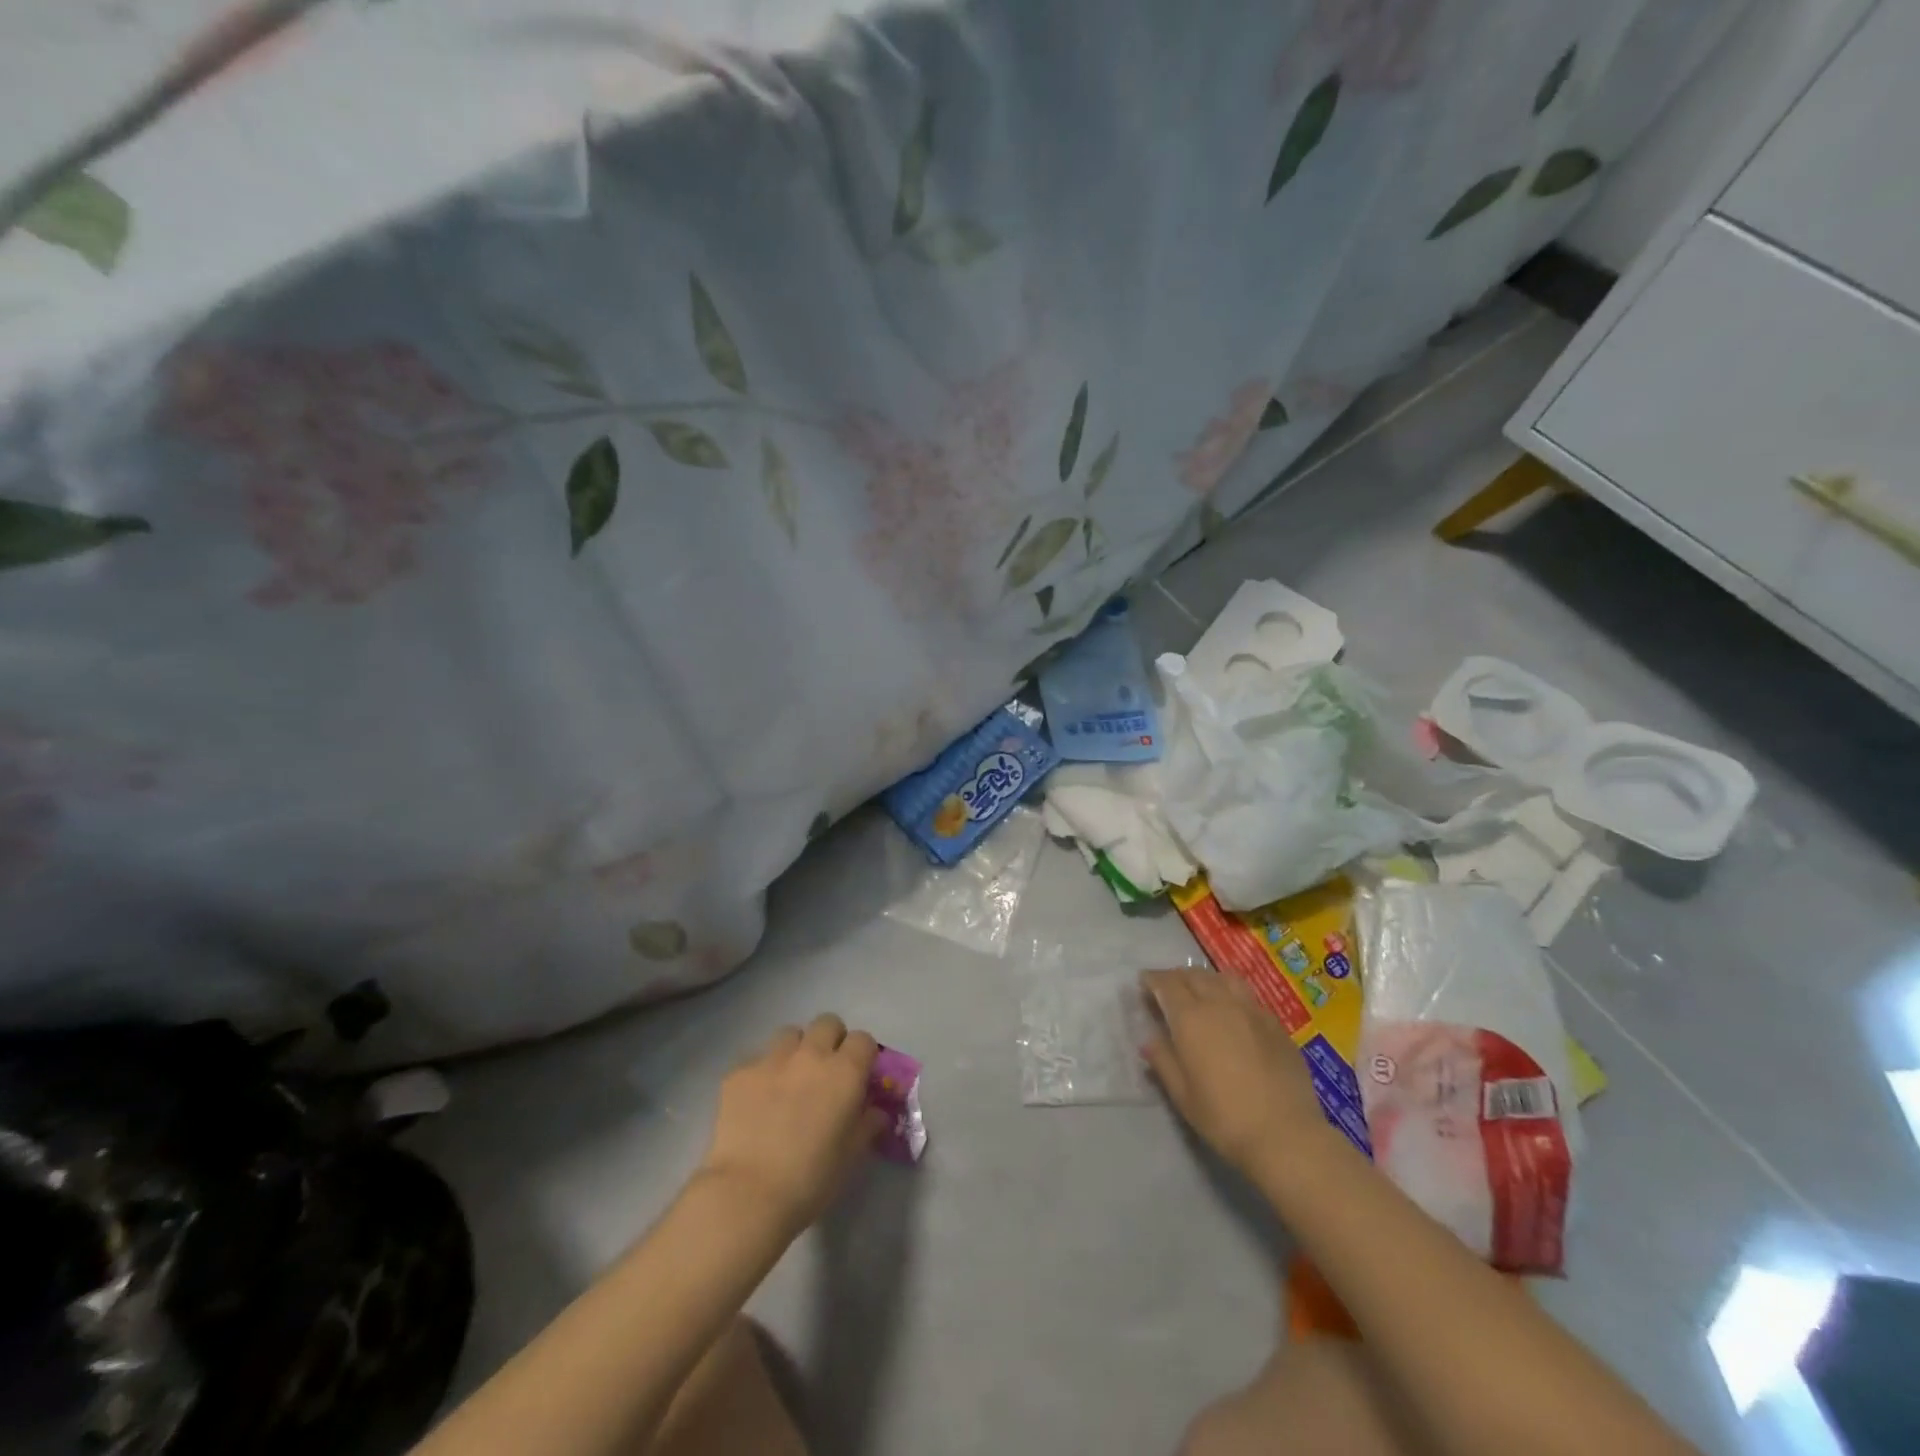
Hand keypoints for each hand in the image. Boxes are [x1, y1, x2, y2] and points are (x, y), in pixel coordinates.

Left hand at [698, 1014, 886, 1231]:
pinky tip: (757, 1100)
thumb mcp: (852, 1156)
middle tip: (826, 1072)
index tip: (858, 1076)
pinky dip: (762, 1072)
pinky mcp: (739, 1072)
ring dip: (795, 1050)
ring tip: (789, 1080)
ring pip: (790, 1034)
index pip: (863, 1040)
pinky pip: (756, 1058)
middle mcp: (811, 1054)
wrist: (748, 1194)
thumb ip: (867, 1124)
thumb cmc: (811, 1178)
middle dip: (830, 1040)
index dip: (862, 1056)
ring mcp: (772, 1059)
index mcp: (845, 1071)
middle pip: (827, 1023)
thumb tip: (875, 1111)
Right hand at [1141, 968, 1338, 1180]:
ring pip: (1224, 979)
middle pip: (1195, 976)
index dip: (1153, 980)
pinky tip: (1234, 1013)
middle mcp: (1220, 1003)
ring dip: (1207, 980)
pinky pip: (1248, 997)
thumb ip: (1163, 1060)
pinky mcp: (1276, 1025)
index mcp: (1191, 1017)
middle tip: (1168, 988)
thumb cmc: (1224, 1117)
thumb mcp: (1182, 1094)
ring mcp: (1252, 1011)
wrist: (1286, 1135)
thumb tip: (1150, 1039)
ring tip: (1201, 991)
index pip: (1167, 984)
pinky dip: (1232, 995)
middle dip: (1177, 977)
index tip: (1144, 983)